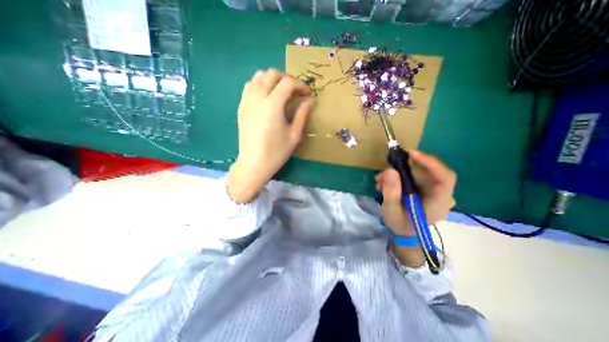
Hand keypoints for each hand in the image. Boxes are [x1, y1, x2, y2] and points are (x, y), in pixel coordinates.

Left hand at [229, 68, 313, 202]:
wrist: (253, 163)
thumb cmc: (276, 152)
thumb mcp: (294, 135)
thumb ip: (302, 114)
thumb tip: (309, 100)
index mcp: (272, 105)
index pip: (287, 83)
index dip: (300, 85)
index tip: (307, 94)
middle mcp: (257, 98)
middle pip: (271, 74)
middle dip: (286, 78)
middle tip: (294, 92)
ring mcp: (246, 101)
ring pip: (258, 76)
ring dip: (272, 79)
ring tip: (281, 92)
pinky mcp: (241, 107)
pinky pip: (249, 86)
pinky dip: (260, 85)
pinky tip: (267, 97)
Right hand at [377, 151, 455, 236]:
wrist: (404, 231)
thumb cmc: (400, 224)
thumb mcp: (391, 211)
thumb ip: (391, 192)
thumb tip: (390, 170)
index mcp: (438, 203)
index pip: (445, 177)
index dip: (430, 162)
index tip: (411, 154)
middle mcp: (441, 194)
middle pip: (427, 172)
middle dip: (403, 168)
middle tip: (384, 172)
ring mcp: (433, 190)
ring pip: (418, 172)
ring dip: (398, 172)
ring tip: (380, 180)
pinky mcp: (425, 188)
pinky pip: (414, 175)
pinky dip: (399, 175)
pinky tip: (386, 182)